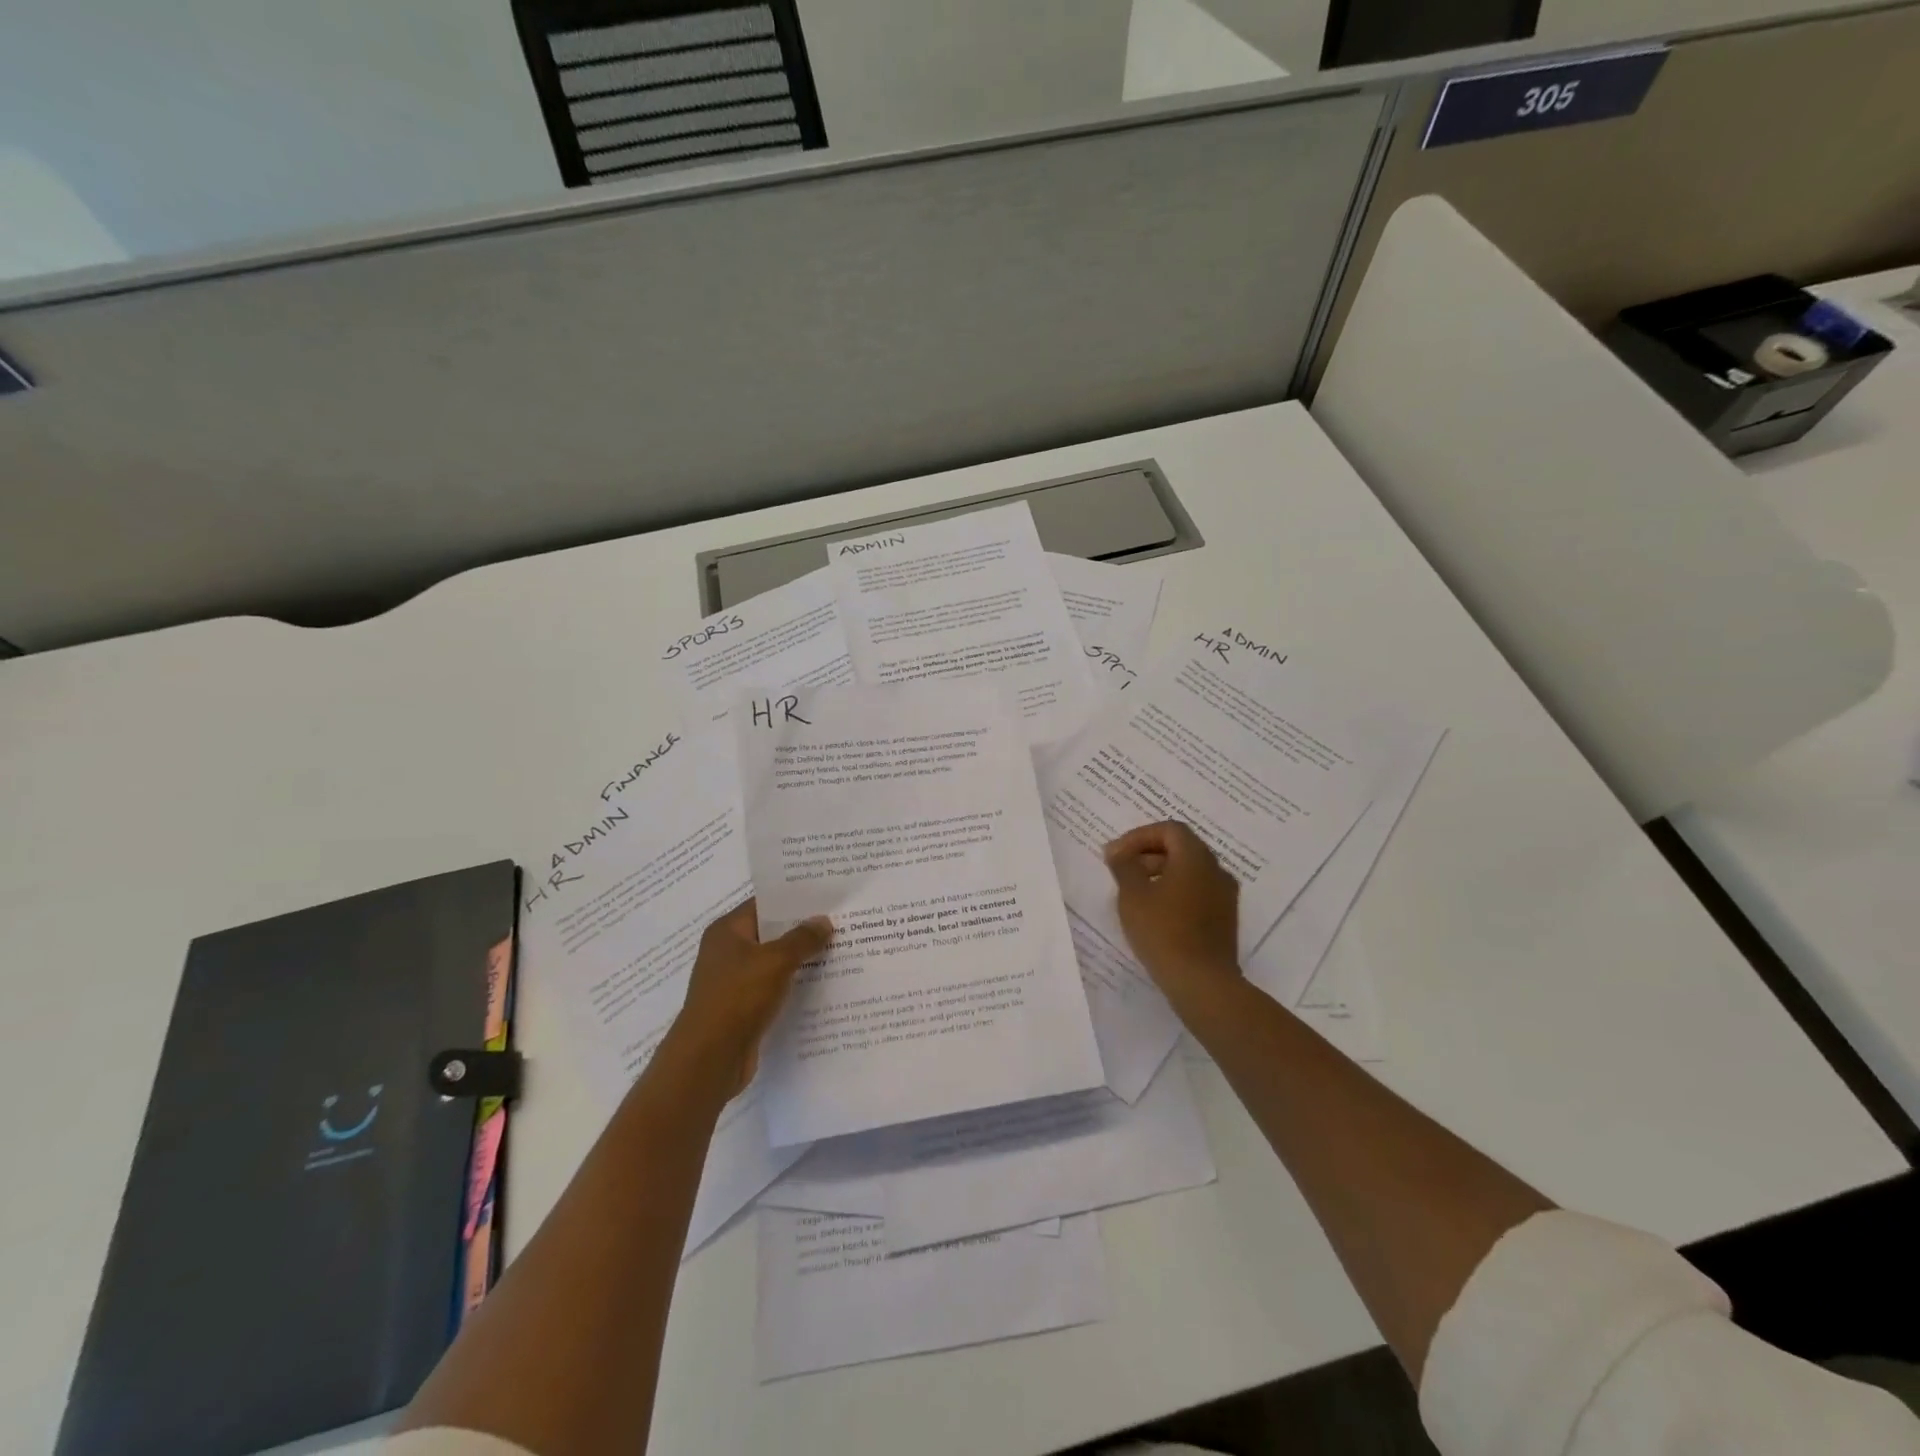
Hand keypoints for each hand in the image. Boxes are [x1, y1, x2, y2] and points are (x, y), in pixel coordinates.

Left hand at [668, 899, 832, 1097]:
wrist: (709, 1059)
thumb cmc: (738, 998)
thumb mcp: (775, 961)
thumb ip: (802, 939)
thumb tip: (823, 921)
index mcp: (727, 931)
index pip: (764, 904)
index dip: (794, 899)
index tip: (826, 896)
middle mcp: (727, 952)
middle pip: (770, 933)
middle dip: (802, 930)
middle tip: (840, 921)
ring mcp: (733, 982)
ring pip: (773, 963)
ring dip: (800, 960)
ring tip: (838, 950)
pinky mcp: (742, 1008)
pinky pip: (773, 988)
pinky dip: (793, 985)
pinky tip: (822, 985)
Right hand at [1105, 821, 1240, 1011]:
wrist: (1202, 982)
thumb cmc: (1163, 931)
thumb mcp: (1132, 895)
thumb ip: (1124, 865)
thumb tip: (1118, 850)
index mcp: (1196, 858)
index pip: (1169, 830)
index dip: (1139, 836)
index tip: (1117, 855)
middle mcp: (1216, 870)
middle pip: (1181, 848)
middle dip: (1148, 854)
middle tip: (1122, 872)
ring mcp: (1224, 896)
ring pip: (1190, 872)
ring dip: (1161, 874)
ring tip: (1135, 894)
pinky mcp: (1224, 920)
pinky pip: (1197, 893)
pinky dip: (1175, 893)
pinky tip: (1156, 915)